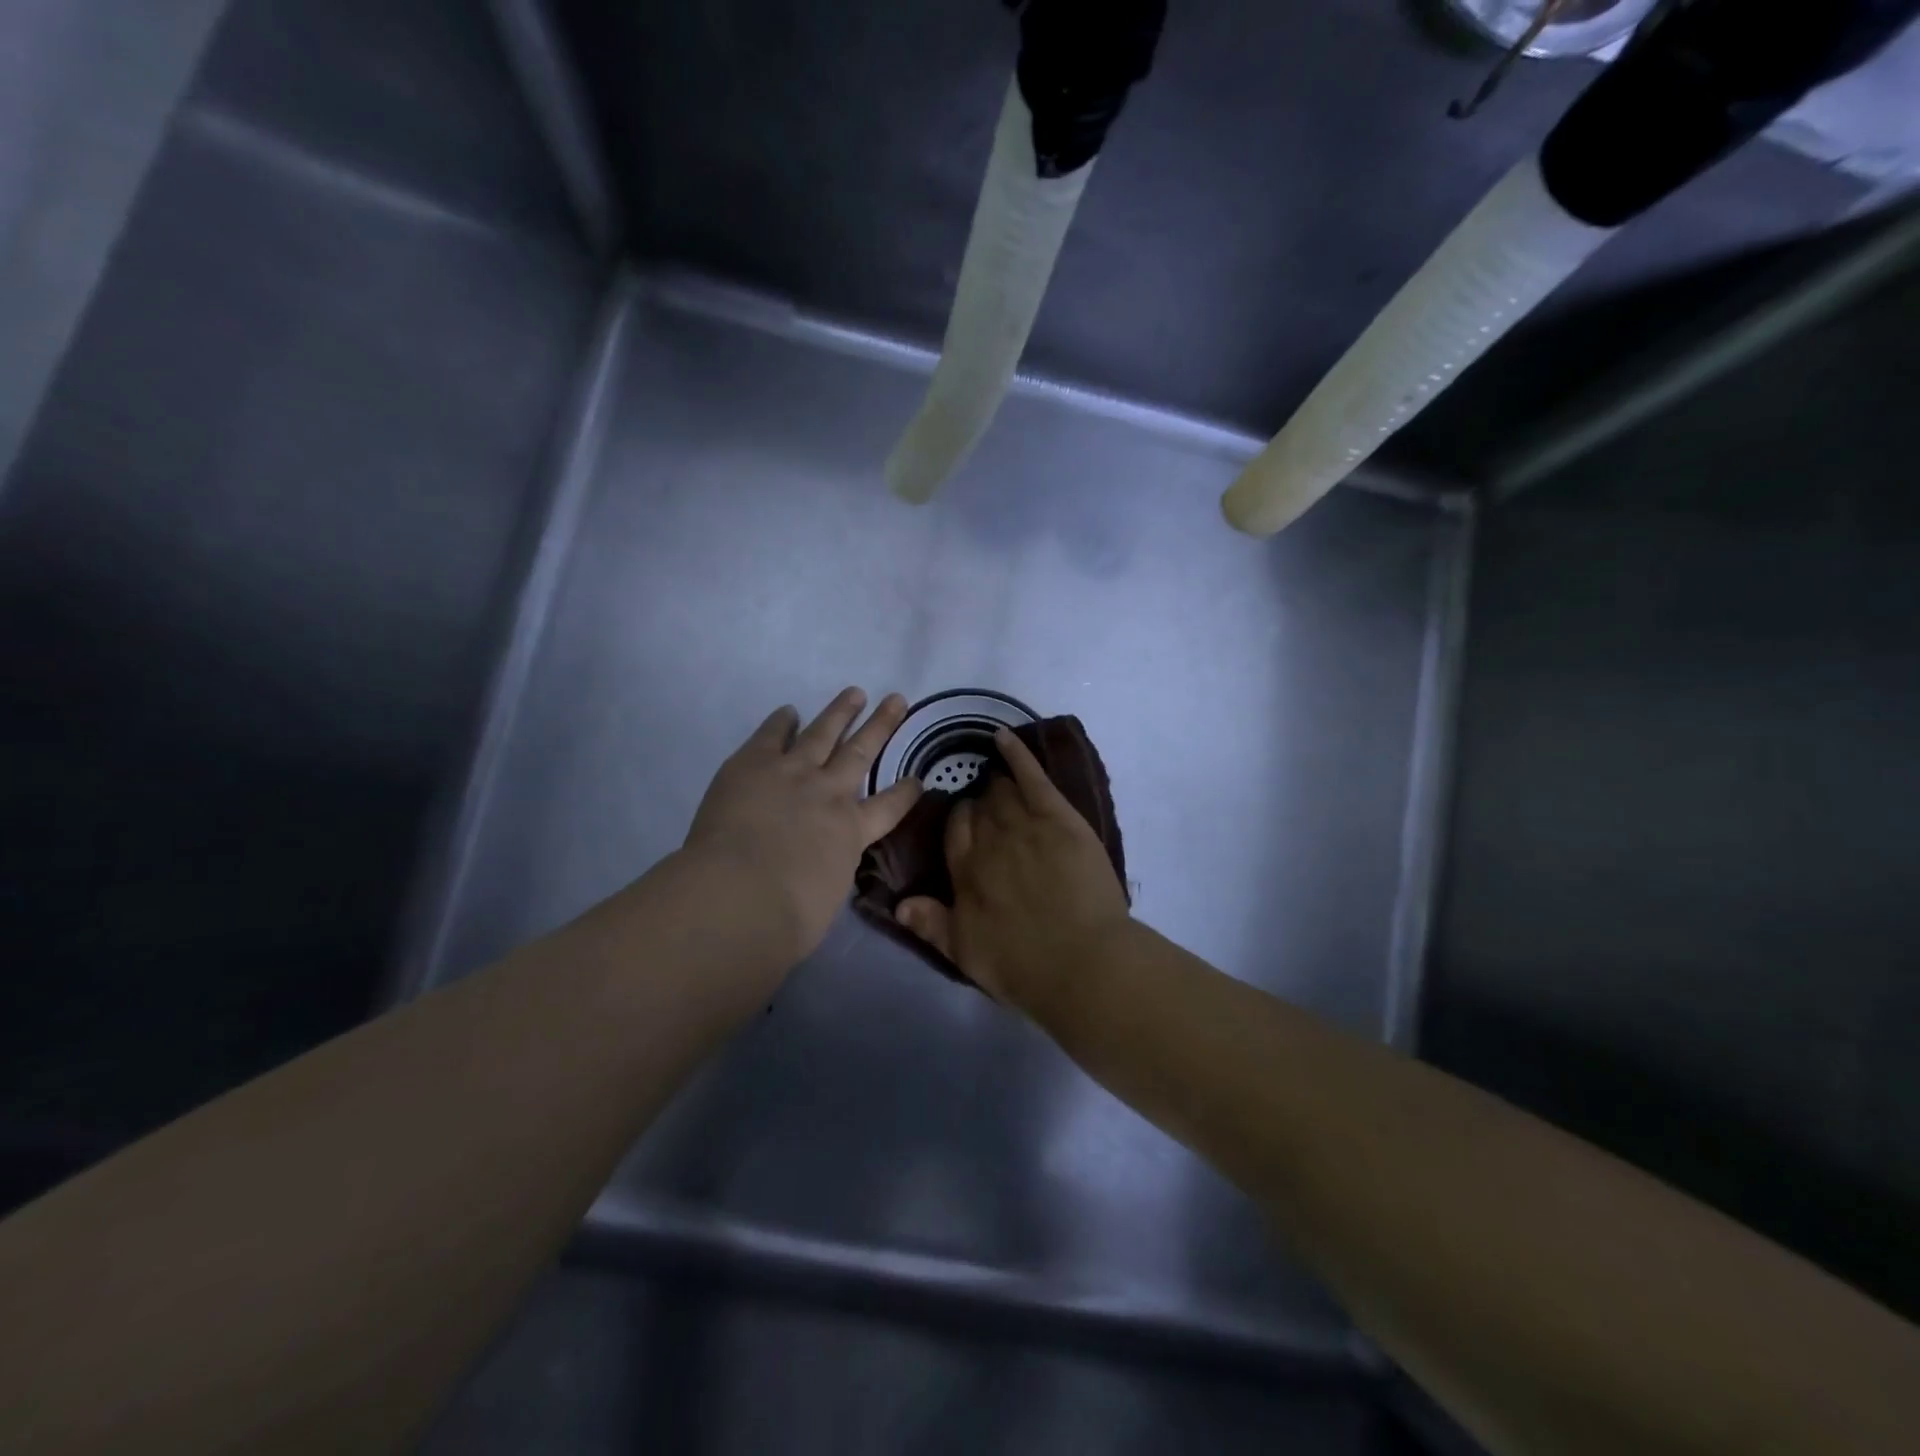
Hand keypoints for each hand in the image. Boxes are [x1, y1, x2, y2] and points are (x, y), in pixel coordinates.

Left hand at [684, 688, 922, 961]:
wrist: (741, 895)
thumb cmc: (787, 918)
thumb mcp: (826, 898)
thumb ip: (828, 873)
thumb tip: (817, 869)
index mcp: (852, 832)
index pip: (890, 807)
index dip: (906, 792)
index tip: (919, 778)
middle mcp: (829, 793)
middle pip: (861, 752)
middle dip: (882, 725)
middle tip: (896, 700)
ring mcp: (793, 773)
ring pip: (824, 733)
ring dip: (841, 711)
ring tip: (854, 692)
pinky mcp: (753, 764)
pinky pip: (772, 735)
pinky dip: (782, 721)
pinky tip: (789, 711)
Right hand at [896, 728, 1131, 1011]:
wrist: (1084, 964)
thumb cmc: (1024, 966)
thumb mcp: (966, 954)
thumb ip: (930, 925)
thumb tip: (899, 902)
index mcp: (965, 872)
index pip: (954, 830)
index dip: (960, 823)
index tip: (967, 826)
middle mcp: (989, 841)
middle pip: (978, 808)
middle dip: (980, 805)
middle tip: (990, 812)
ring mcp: (1025, 825)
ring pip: (1002, 792)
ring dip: (997, 785)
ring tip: (999, 784)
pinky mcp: (1059, 818)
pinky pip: (1032, 777)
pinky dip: (1016, 755)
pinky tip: (1004, 737)